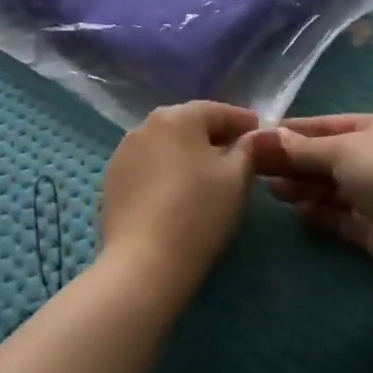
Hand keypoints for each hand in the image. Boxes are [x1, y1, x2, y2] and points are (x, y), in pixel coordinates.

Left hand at [99, 101, 259, 304]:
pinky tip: (178, 192)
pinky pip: (148, 167)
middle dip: (214, 136)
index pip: (217, 111)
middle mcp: (145, 125)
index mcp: (176, 116)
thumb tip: (257, 135)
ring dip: (188, 154)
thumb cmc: (198, 212)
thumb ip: (249, 149)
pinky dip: (166, 172)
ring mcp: (123, 153)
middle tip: (238, 155)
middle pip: (188, 124)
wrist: (144, 262)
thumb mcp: (236, 178)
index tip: (261, 133)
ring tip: (208, 175)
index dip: (243, 122)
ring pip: (166, 146)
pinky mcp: (111, 181)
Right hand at [246, 114, 372, 286]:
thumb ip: (305, 147)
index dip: (295, 131)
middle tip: (256, 167)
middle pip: (327, 157)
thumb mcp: (342, 149)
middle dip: (294, 162)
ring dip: (302, 187)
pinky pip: (340, 217)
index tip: (261, 137)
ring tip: (271, 190)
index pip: (327, 125)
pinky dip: (319, 213)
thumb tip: (271, 135)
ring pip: (331, 188)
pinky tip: (297, 213)